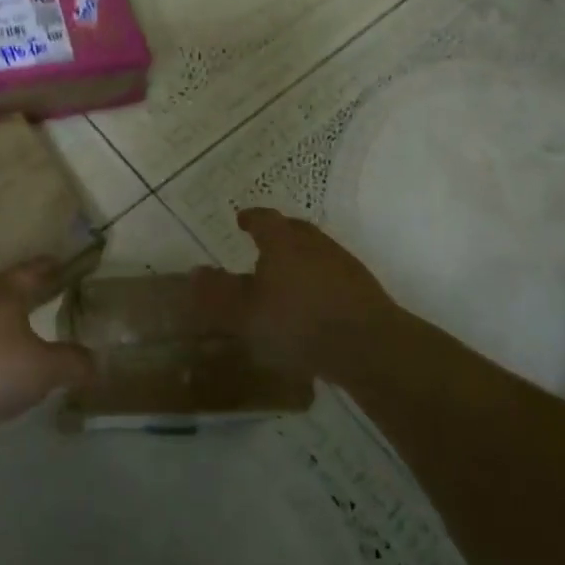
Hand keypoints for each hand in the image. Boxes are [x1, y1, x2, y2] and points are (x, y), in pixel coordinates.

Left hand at [0, 260, 91, 425]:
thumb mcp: (42, 369)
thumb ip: (71, 362)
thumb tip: (97, 361)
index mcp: (9, 292)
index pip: (35, 269)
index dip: (51, 266)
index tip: (64, 262)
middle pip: (10, 286)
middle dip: (30, 288)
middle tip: (50, 289)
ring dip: (8, 315)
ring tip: (26, 323)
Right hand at [191, 208, 401, 378]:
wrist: (368, 345)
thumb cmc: (298, 322)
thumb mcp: (245, 313)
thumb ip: (217, 294)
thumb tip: (195, 273)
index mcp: (283, 241)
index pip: (264, 218)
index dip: (251, 218)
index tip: (241, 220)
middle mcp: (314, 243)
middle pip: (293, 229)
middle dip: (276, 234)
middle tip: (262, 244)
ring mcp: (342, 263)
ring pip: (314, 251)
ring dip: (298, 257)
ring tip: (284, 277)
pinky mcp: (362, 288)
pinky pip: (331, 274)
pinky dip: (317, 280)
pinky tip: (311, 303)